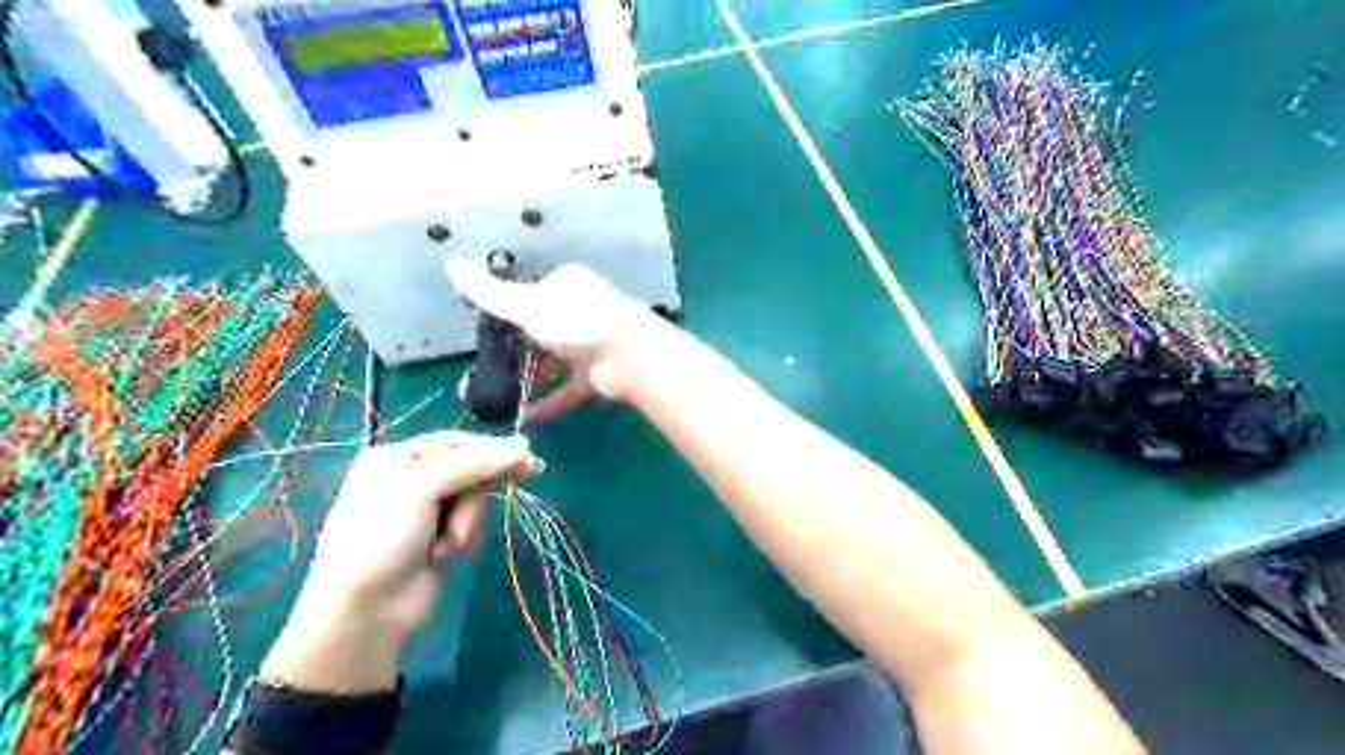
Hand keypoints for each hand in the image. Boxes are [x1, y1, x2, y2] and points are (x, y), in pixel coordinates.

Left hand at [261, 435, 537, 693]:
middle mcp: (410, 479)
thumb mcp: (424, 488)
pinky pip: (467, 523)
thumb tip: (523, 444)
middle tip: (528, 475)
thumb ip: (474, 463)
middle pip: (468, 468)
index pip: (456, 441)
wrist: (364, 609)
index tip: (528, 455)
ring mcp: (424, 510)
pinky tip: (443, 553)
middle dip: (480, 485)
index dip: (492, 446)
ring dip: (467, 519)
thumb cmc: (383, 537)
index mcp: (397, 458)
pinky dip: (461, 535)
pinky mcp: (437, 537)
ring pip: (471, 498)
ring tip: (448, 542)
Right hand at [445, 255, 678, 417]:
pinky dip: (549, 400)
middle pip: (536, 334)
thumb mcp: (525, 305)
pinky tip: (526, 416)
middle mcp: (578, 311)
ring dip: (525, 380)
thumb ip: (488, 292)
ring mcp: (590, 344)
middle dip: (507, 356)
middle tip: (476, 378)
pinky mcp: (598, 373)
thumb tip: (450, 263)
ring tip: (494, 399)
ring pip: (551, 363)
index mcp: (564, 285)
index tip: (477, 341)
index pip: (524, 298)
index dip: (500, 318)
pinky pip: (567, 388)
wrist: (629, 357)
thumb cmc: (575, 322)